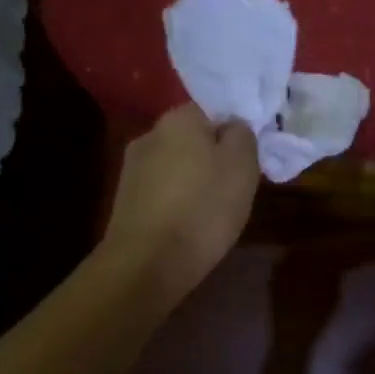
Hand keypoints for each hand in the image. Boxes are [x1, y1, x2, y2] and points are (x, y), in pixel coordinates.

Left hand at [103, 105, 259, 305]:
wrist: (147, 263)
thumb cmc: (204, 207)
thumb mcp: (243, 165)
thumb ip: (243, 134)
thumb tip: (233, 126)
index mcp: (179, 118)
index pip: (214, 109)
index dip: (235, 131)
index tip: (249, 158)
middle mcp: (150, 134)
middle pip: (193, 138)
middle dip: (214, 156)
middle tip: (237, 184)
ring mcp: (132, 168)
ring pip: (177, 165)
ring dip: (195, 180)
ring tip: (214, 209)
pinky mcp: (125, 200)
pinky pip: (163, 190)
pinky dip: (178, 201)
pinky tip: (189, 224)